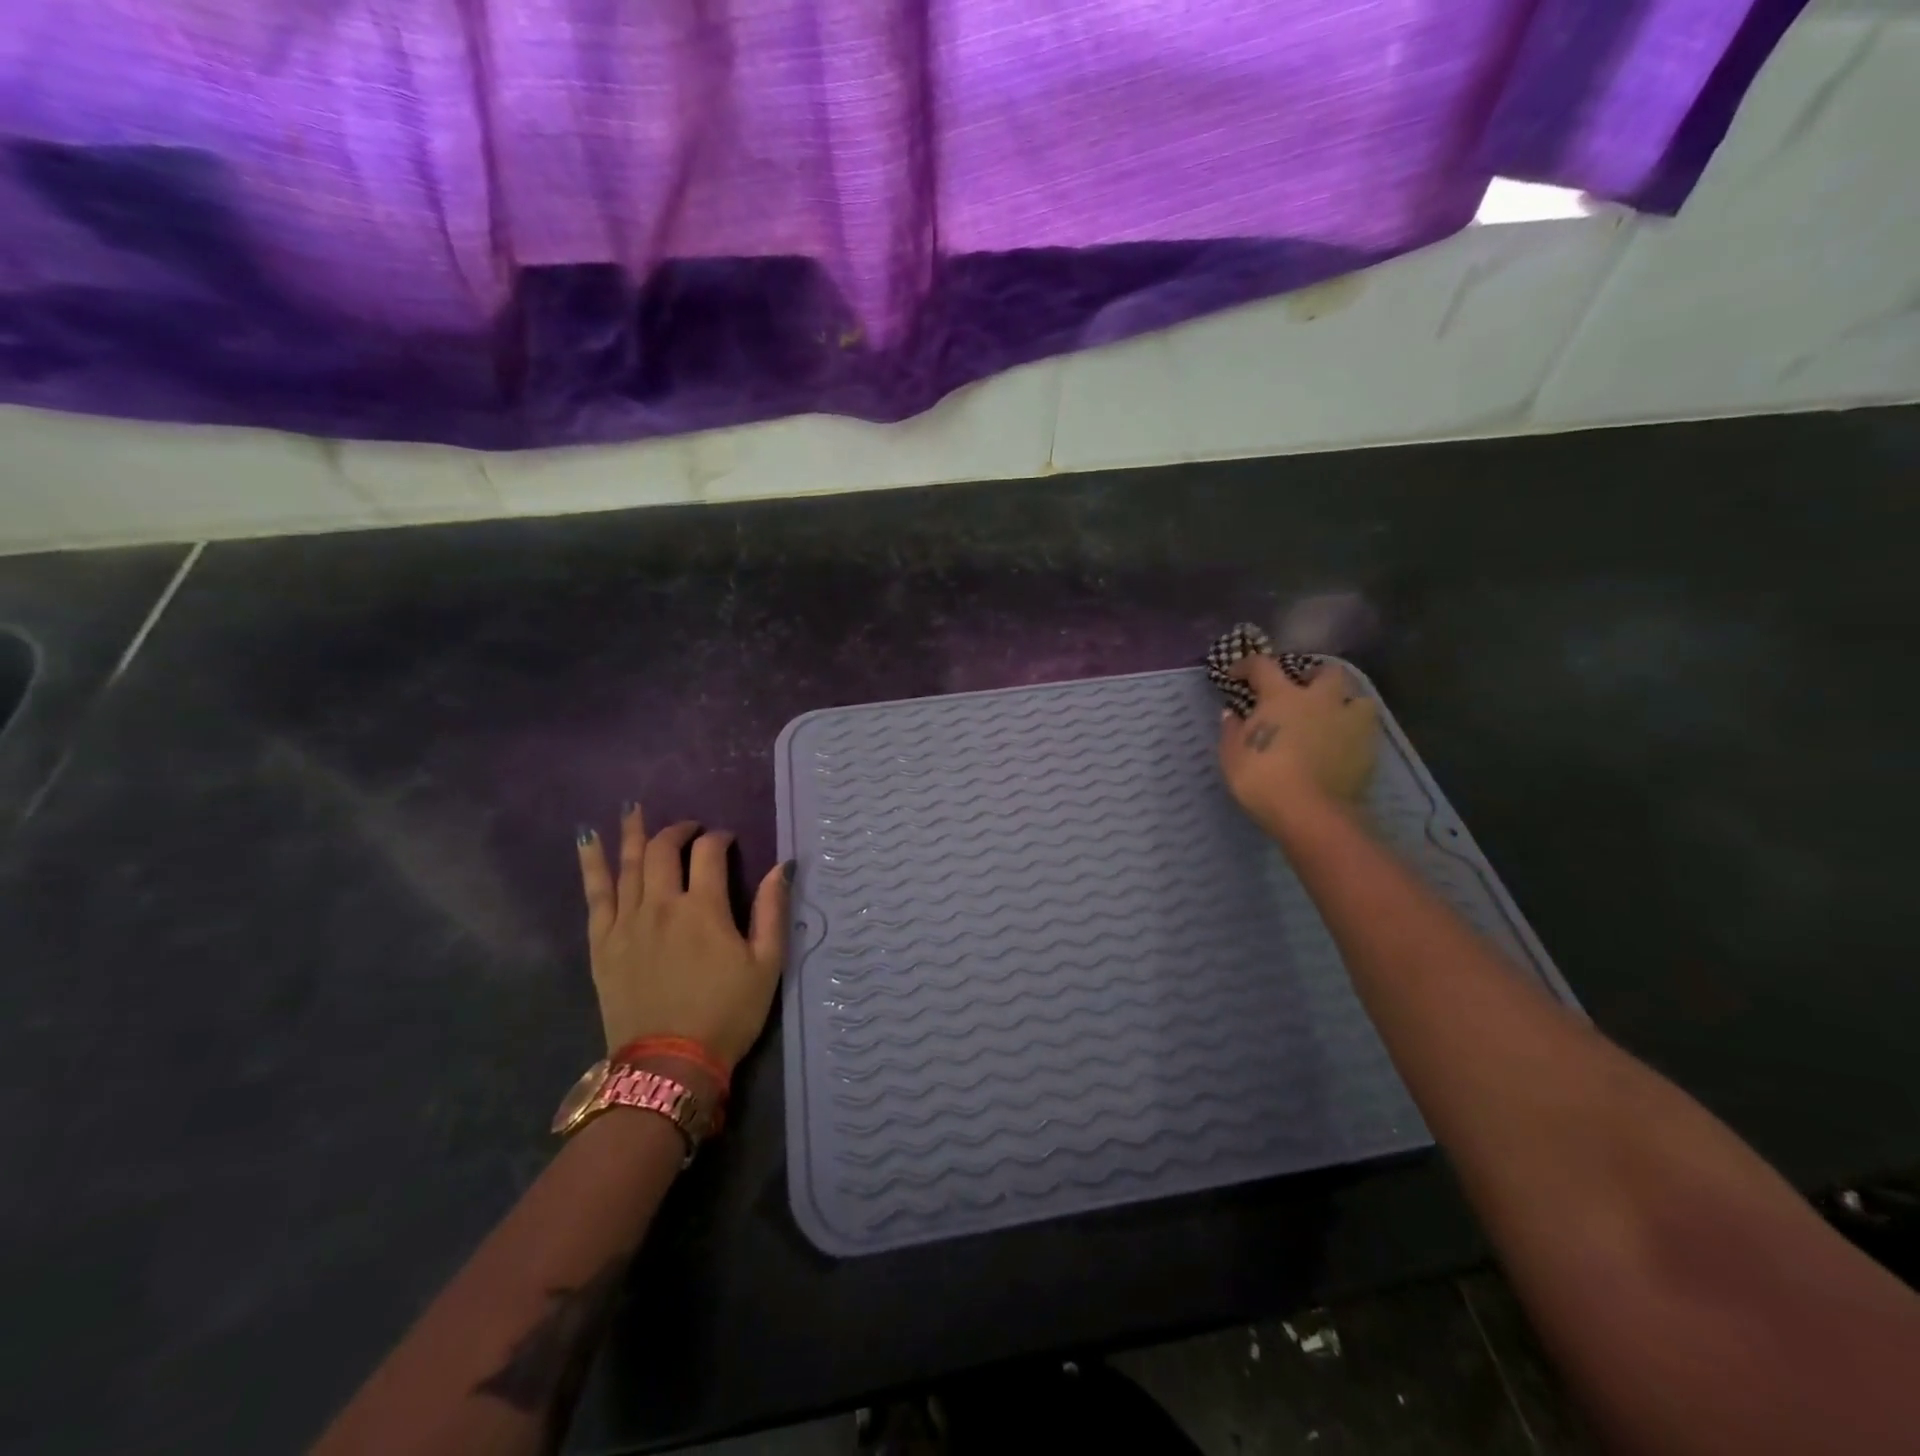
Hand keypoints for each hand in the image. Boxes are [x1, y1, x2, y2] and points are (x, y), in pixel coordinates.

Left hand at [575, 806, 790, 1070]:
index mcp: (703, 908)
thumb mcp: (766, 964)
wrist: (669, 1064)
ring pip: (626, 865)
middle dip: (678, 830)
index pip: (708, 853)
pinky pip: (595, 895)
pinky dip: (591, 864)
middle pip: (662, 850)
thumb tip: (782, 865)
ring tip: (633, 808)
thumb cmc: (727, 1014)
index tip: (727, 840)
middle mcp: (661, 905)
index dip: (719, 838)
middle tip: (690, 828)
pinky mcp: (603, 944)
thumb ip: (773, 911)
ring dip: (632, 833)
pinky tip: (588, 839)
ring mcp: (626, 923)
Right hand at [1217, 655, 1378, 837]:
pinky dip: (1354, 731)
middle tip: (1301, 690)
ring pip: (1358, 697)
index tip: (1236, 674)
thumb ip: (1232, 730)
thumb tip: (1232, 714)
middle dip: (1313, 675)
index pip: (1263, 666)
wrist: (1309, 812)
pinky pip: (1366, 729)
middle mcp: (1319, 699)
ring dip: (1345, 701)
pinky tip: (1342, 744)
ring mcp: (1349, 722)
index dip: (1247, 665)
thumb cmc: (1262, 778)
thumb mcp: (1232, 755)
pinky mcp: (1368, 747)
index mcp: (1282, 696)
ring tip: (1332, 716)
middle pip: (1326, 671)